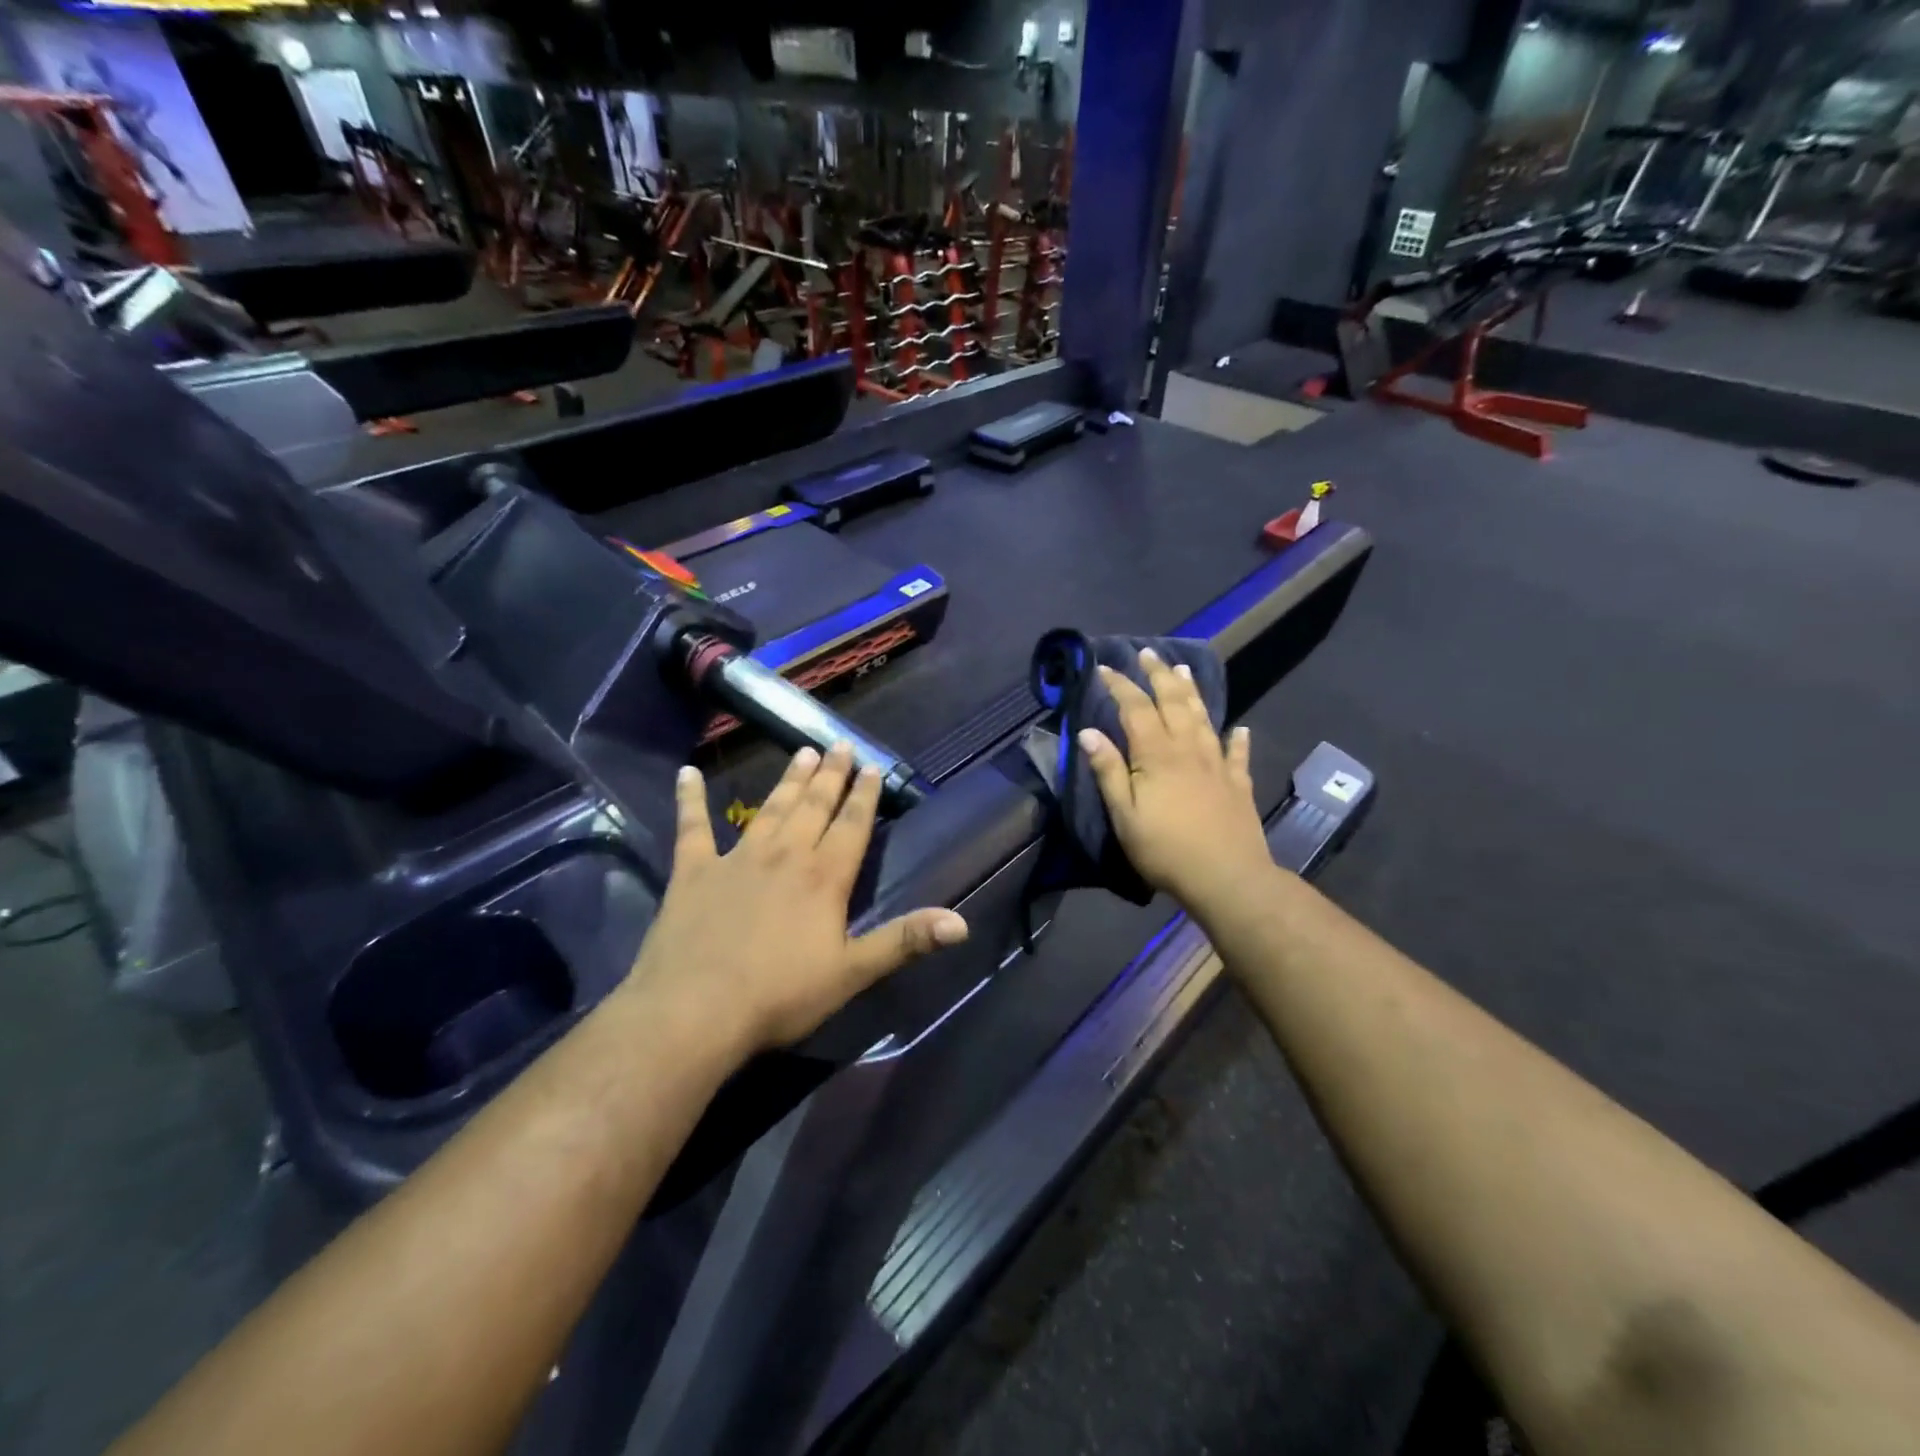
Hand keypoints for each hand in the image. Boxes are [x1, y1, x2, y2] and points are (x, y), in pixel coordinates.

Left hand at [625, 744, 968, 1057]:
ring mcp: (737, 858)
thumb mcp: (852, 972)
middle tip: (840, 745)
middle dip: (831, 775)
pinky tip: (687, 773)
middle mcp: (785, 855)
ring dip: (787, 780)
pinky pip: (692, 827)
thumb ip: (905, 940)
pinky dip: (690, 798)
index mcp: (824, 877)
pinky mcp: (694, 871)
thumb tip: (961, 922)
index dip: (865, 795)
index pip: (853, 825)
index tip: (872, 766)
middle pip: (814, 806)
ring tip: (802, 751)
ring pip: (770, 808)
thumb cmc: (780, 995)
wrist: (696, 1010)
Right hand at [1079, 649, 1273, 912]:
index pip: (1134, 708)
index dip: (1119, 685)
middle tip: (1147, 653)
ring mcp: (1217, 764)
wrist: (1226, 877)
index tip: (1104, 667)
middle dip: (1158, 675)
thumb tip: (1089, 732)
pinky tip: (1239, 728)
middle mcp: (1188, 749)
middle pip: (1172, 702)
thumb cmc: (1165, 849)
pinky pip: (1237, 753)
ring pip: (1203, 718)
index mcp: (1156, 755)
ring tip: (1184, 669)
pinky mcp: (1238, 783)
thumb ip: (1109, 771)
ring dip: (1191, 691)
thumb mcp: (1124, 815)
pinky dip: (1237, 738)